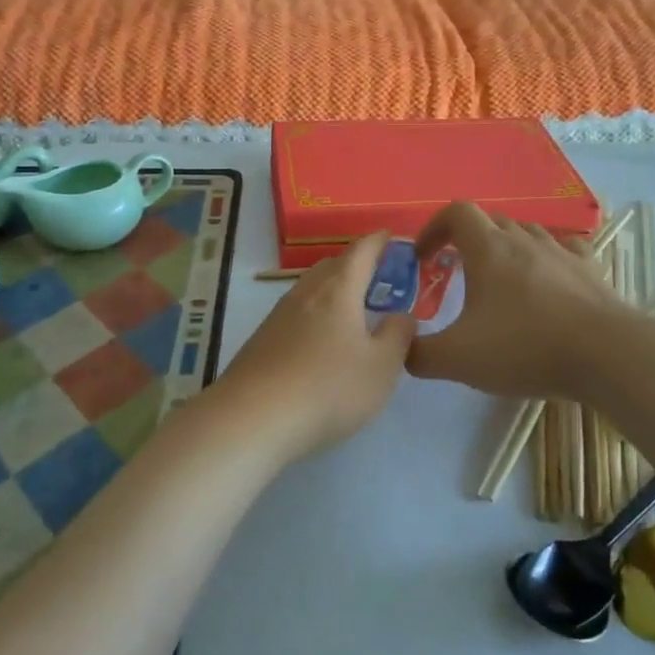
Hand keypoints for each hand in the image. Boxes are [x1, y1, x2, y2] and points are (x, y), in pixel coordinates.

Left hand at [211, 231, 415, 464]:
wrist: (252, 418)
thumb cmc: (329, 388)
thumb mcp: (381, 367)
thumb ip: (398, 336)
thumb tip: (402, 315)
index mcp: (338, 290)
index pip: (361, 251)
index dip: (379, 241)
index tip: (391, 236)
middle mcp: (305, 294)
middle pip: (332, 266)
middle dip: (355, 265)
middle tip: (377, 277)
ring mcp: (278, 317)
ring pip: (311, 290)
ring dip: (332, 291)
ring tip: (352, 310)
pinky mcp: (262, 341)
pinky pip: (296, 315)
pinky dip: (315, 316)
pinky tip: (321, 341)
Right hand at [406, 202, 624, 400]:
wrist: (607, 356)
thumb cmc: (525, 347)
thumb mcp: (458, 359)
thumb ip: (419, 354)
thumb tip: (402, 348)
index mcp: (488, 249)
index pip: (455, 212)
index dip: (434, 227)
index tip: (424, 257)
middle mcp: (524, 240)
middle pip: (489, 221)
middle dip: (466, 241)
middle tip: (456, 273)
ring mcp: (562, 252)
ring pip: (526, 234)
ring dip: (506, 249)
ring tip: (499, 282)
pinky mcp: (590, 271)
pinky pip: (564, 250)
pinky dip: (547, 259)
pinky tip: (548, 279)